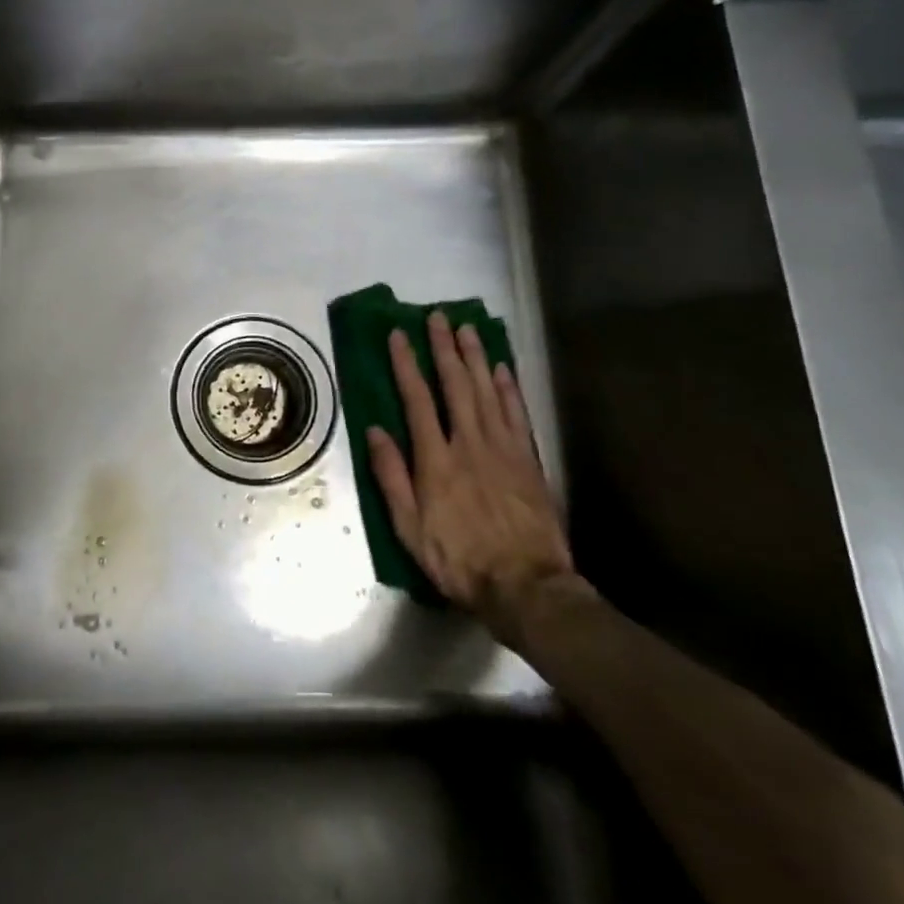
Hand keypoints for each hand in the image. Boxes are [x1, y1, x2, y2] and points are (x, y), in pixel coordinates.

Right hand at [367, 312, 578, 639]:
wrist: (526, 586)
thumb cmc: (458, 559)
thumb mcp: (409, 527)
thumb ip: (391, 476)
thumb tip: (375, 431)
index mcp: (436, 459)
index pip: (417, 400)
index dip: (406, 364)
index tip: (397, 335)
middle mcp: (469, 443)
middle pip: (456, 385)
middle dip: (444, 348)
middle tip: (438, 317)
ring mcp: (503, 449)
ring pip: (488, 391)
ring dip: (476, 357)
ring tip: (467, 329)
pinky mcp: (528, 460)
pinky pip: (517, 414)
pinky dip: (509, 388)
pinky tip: (502, 368)